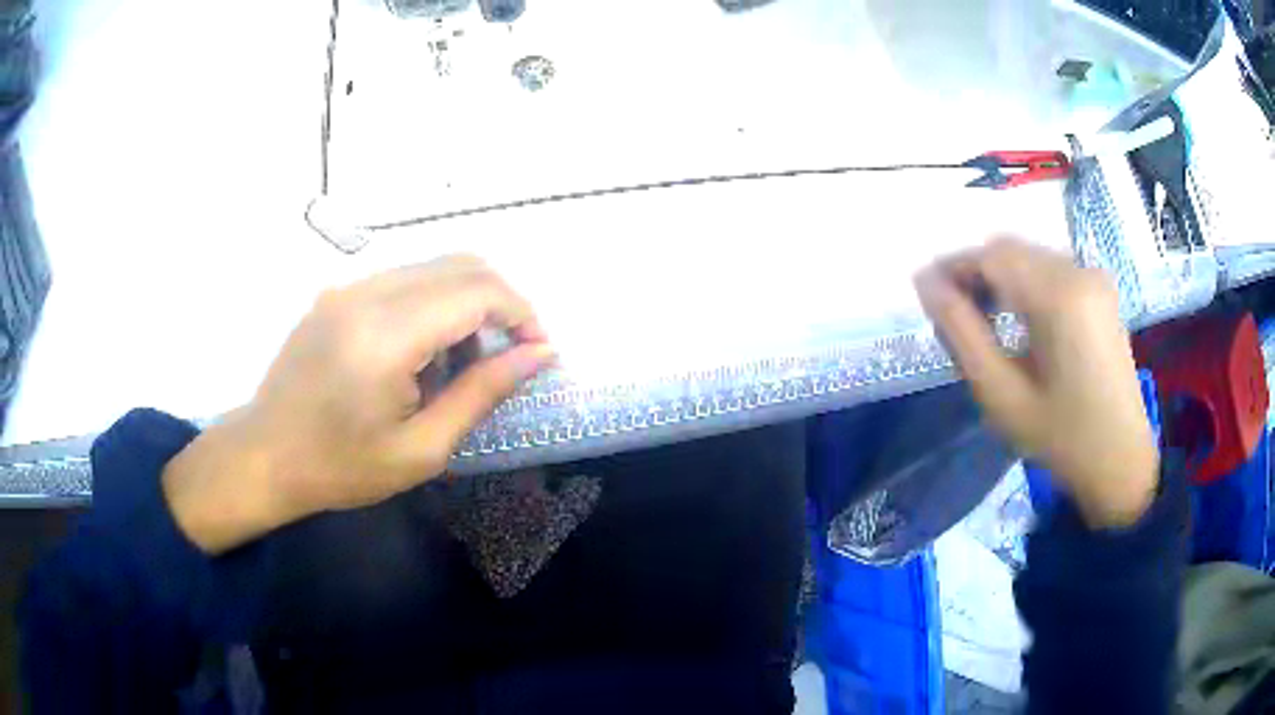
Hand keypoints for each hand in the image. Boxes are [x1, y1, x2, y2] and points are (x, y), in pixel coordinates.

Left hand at [163, 256, 554, 553]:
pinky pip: (404, 278)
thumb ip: (483, 392)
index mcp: (387, 334)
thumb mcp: (422, 448)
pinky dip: (434, 303)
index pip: (478, 290)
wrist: (265, 455)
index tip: (536, 352)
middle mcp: (368, 292)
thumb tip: (539, 354)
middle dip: (502, 303)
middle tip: (508, 355)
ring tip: (462, 362)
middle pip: (462, 264)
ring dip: (467, 302)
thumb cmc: (341, 466)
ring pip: (435, 266)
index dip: (522, 313)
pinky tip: (423, 352)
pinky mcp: (338, 292)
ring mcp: (349, 286)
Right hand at [915, 237, 1158, 528]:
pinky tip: (1017, 317)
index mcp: (1059, 296)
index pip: (991, 256)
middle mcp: (1079, 271)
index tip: (925, 291)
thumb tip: (926, 285)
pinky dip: (1025, 283)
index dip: (952, 266)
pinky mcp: (1101, 289)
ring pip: (1029, 256)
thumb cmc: (1060, 438)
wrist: (1121, 461)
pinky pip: (1050, 268)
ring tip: (981, 317)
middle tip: (951, 311)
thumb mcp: (1002, 395)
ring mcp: (1094, 277)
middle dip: (974, 271)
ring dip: (999, 276)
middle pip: (1011, 249)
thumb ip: (961, 333)